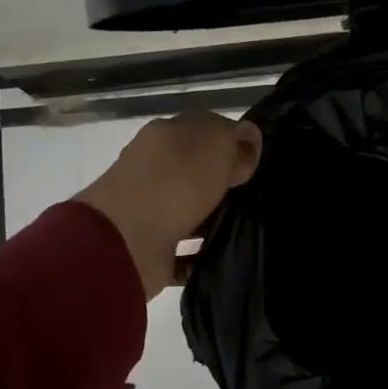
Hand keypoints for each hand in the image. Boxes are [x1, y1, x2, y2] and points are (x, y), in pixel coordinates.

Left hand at [76, 112, 262, 299]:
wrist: (126, 240)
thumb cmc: (174, 183)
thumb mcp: (214, 146)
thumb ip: (234, 139)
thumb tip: (250, 136)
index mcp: (165, 137)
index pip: (204, 130)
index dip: (233, 141)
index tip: (260, 161)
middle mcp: (155, 171)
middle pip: (197, 171)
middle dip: (225, 183)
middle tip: (261, 195)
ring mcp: (151, 211)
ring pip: (192, 211)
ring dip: (216, 219)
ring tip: (250, 229)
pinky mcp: (153, 249)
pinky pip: (185, 251)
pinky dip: (202, 255)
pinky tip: (228, 258)